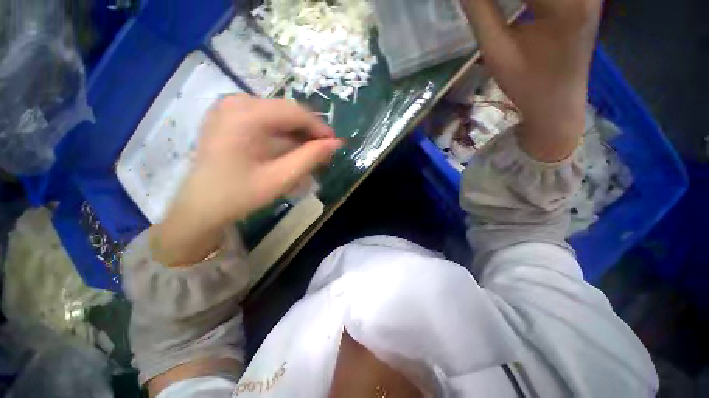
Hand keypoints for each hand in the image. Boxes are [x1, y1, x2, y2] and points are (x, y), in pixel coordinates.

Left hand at [151, 95, 341, 266]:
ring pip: (278, 117)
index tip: (334, 144)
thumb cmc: (238, 195)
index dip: (319, 128)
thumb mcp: (280, 178)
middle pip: (286, 112)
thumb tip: (335, 144)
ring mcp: (230, 108)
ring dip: (296, 136)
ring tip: (309, 156)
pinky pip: (266, 121)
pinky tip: (290, 153)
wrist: (200, 206)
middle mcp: (236, 102)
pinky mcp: (229, 117)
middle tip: (322, 153)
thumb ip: (310, 158)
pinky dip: (282, 137)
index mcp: (245, 115)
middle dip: (308, 133)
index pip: (295, 113)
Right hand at [461, 0, 601, 160]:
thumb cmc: (526, 84)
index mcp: (565, 4)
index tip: (475, 2)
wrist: (557, 104)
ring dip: (515, 0)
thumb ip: (480, 11)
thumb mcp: (496, 51)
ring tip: (495, 9)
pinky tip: (518, 7)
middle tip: (484, 6)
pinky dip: (527, 0)